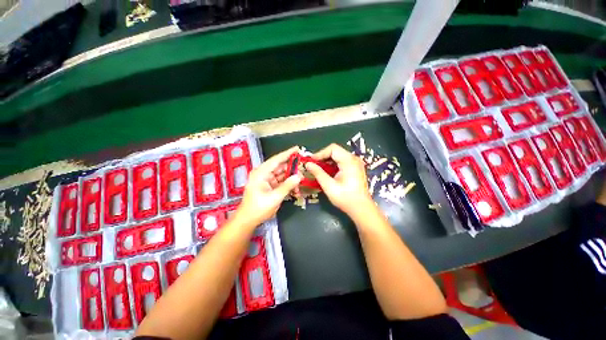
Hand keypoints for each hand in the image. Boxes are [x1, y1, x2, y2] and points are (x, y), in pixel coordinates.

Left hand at [236, 146, 301, 225]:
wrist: (248, 220)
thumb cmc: (258, 208)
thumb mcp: (274, 197)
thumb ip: (287, 186)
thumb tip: (299, 176)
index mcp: (261, 173)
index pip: (276, 160)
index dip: (287, 153)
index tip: (297, 149)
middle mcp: (264, 173)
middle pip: (281, 167)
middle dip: (293, 171)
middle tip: (303, 174)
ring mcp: (267, 179)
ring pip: (282, 175)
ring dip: (291, 179)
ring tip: (299, 185)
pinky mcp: (270, 185)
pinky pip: (281, 182)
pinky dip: (288, 185)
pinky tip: (295, 191)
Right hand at [305, 143, 374, 217]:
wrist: (361, 209)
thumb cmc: (345, 198)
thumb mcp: (329, 186)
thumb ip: (318, 173)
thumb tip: (308, 164)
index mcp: (349, 161)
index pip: (332, 149)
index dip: (320, 153)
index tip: (311, 161)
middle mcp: (354, 159)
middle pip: (335, 151)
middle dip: (323, 157)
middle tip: (313, 165)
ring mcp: (356, 163)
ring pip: (338, 156)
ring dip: (327, 161)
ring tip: (318, 169)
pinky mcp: (355, 168)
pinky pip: (342, 161)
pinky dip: (333, 165)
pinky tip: (327, 172)